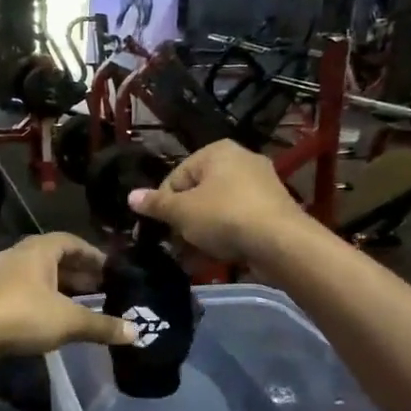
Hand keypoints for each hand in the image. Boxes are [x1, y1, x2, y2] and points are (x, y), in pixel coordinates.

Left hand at [0, 233, 137, 358]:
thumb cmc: (22, 315)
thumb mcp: (69, 321)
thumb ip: (102, 325)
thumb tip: (137, 333)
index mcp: (39, 249)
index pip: (72, 241)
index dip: (93, 255)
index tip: (111, 270)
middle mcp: (19, 254)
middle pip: (54, 258)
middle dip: (78, 274)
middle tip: (101, 290)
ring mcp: (0, 274)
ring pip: (38, 276)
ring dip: (59, 288)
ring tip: (80, 306)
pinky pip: (23, 291)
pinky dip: (42, 300)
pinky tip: (51, 320)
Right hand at [127, 140, 307, 266]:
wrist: (280, 242)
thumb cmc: (224, 216)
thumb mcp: (182, 212)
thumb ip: (156, 204)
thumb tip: (131, 196)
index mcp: (217, 151)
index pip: (177, 176)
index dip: (164, 204)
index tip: (160, 228)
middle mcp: (240, 160)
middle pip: (198, 193)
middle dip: (183, 221)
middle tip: (175, 244)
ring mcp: (260, 185)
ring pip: (218, 209)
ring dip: (201, 233)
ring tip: (191, 257)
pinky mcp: (272, 210)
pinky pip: (237, 221)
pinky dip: (224, 237)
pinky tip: (213, 258)